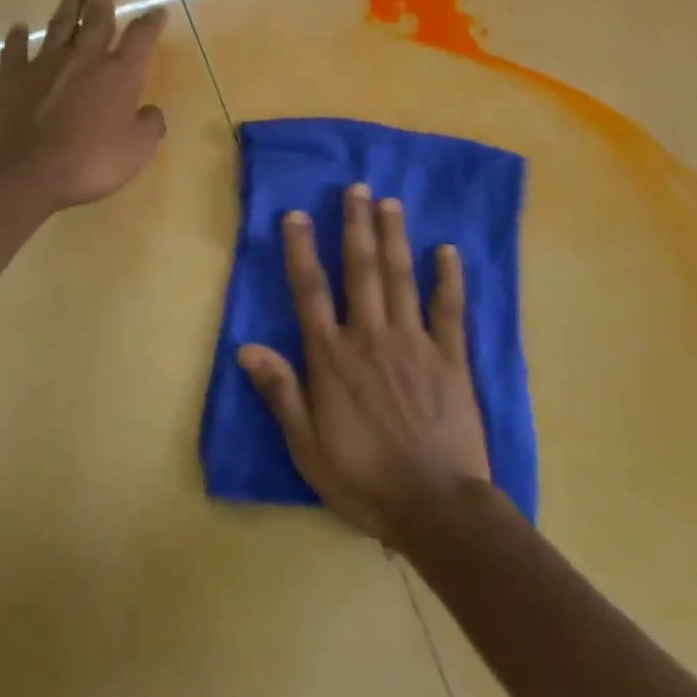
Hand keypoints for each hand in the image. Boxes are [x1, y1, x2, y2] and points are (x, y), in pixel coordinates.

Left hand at [0, 0, 167, 208]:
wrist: (24, 169)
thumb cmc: (89, 160)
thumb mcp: (136, 151)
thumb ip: (149, 127)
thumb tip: (150, 111)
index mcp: (119, 74)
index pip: (141, 38)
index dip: (151, 23)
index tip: (157, 10)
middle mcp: (84, 59)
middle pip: (97, 19)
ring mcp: (45, 65)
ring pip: (60, 27)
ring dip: (68, 8)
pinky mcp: (13, 78)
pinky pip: (16, 51)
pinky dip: (17, 39)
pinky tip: (18, 28)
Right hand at [239, 183, 490, 544]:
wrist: (436, 509)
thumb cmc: (364, 480)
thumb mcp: (307, 446)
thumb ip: (280, 391)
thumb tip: (245, 346)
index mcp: (333, 358)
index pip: (310, 291)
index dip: (301, 250)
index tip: (297, 214)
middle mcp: (370, 337)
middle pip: (360, 270)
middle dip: (356, 226)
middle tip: (356, 187)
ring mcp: (414, 343)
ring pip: (400, 278)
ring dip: (394, 237)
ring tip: (389, 202)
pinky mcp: (450, 358)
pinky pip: (450, 309)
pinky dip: (448, 278)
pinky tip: (448, 250)